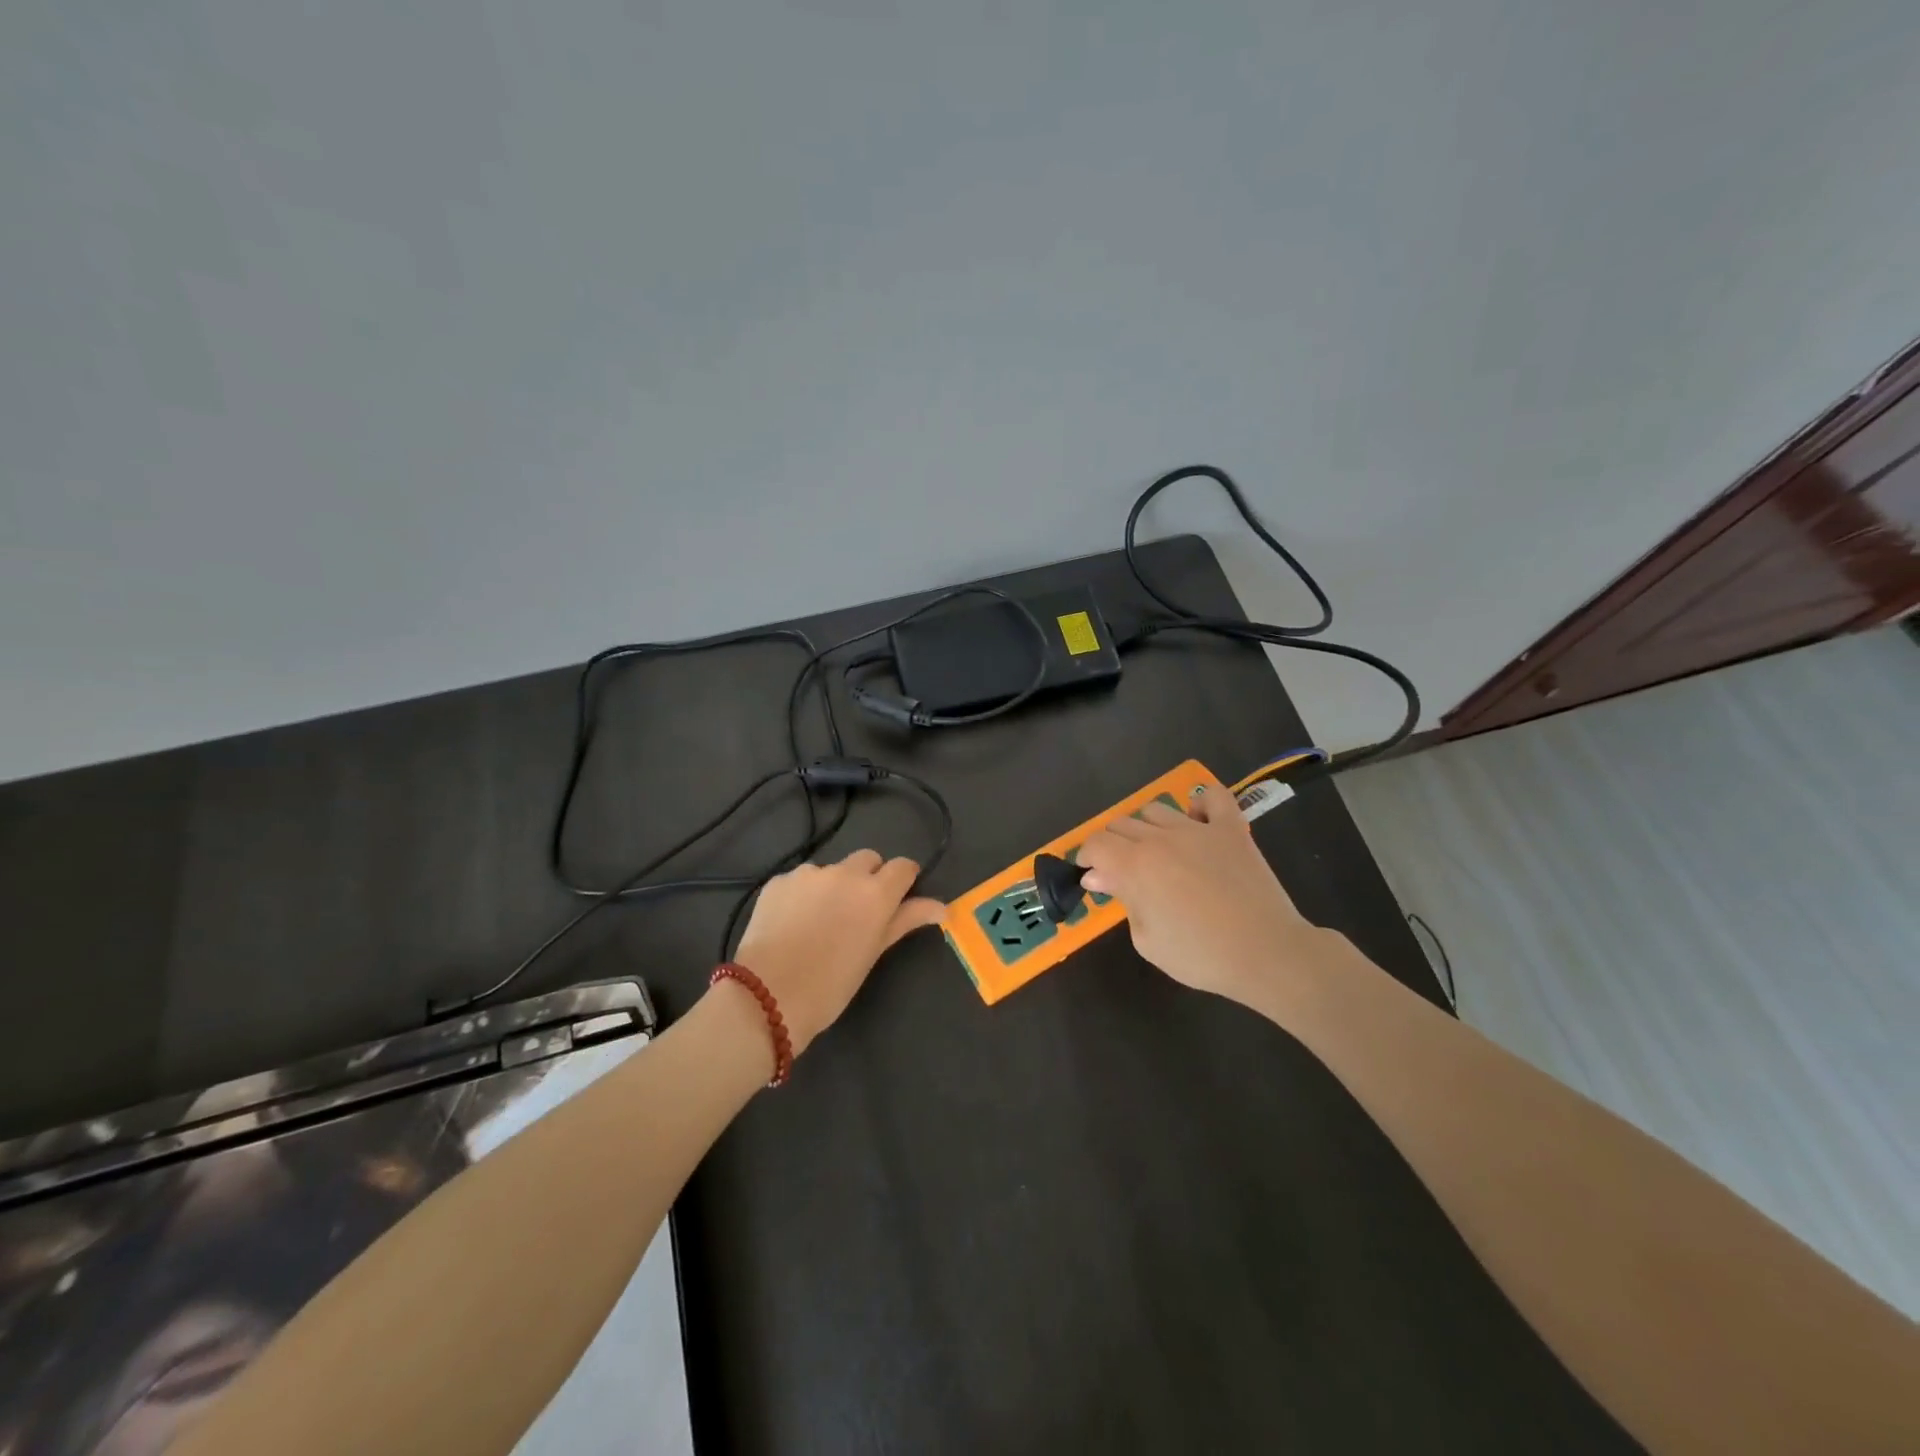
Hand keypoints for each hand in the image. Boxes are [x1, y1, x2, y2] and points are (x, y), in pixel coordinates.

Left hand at [732, 849, 945, 1054]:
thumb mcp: (873, 954)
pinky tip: (792, 923)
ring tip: (818, 922)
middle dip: (870, 878)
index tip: (898, 899)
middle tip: (859, 912)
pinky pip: (800, 879)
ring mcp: (808, 873)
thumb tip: (942, 907)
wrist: (767, 996)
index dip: (904, 880)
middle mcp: (844, 873)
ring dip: (833, 886)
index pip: (904, 866)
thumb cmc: (831, 985)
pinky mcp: (779, 881)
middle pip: (868, 859)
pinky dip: (803, 895)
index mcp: (875, 892)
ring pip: (832, 869)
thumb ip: (905, 921)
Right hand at [1076, 784, 1320, 1004]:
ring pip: (1156, 809)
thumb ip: (1121, 899)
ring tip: (1158, 851)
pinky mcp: (1232, 829)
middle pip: (1122, 824)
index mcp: (1136, 865)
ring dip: (1147, 828)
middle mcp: (1161, 838)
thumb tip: (1097, 875)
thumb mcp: (1147, 939)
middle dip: (1113, 845)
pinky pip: (1212, 797)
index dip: (1086, 856)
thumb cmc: (1201, 956)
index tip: (1091, 873)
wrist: (1267, 954)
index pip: (1096, 843)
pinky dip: (1199, 804)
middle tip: (1122, 871)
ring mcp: (1199, 829)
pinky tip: (1197, 822)